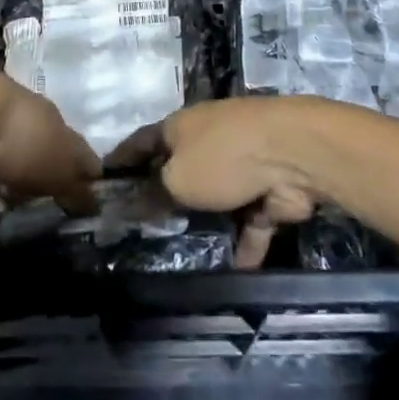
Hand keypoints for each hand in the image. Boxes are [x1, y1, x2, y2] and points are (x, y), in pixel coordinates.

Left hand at [0, 69, 99, 203]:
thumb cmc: (16, 139)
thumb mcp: (63, 162)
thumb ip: (80, 176)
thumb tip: (94, 193)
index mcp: (18, 89)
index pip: (44, 118)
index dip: (55, 148)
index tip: (59, 177)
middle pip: (7, 128)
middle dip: (17, 157)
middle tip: (25, 189)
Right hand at [108, 100, 321, 268]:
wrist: (293, 154)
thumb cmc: (222, 157)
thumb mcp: (176, 179)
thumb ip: (155, 193)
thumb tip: (135, 203)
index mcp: (180, 127)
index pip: (142, 142)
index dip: (122, 160)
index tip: (105, 181)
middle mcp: (209, 139)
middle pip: (181, 169)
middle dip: (168, 196)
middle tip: (147, 230)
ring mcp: (242, 163)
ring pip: (218, 197)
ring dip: (209, 222)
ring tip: (187, 255)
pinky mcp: (269, 189)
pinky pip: (251, 220)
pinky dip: (246, 243)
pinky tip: (236, 273)